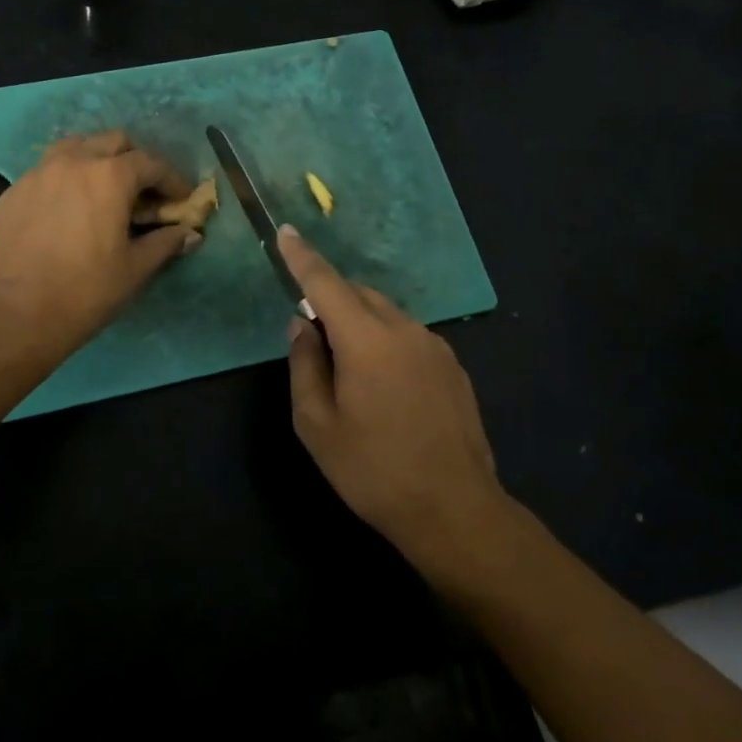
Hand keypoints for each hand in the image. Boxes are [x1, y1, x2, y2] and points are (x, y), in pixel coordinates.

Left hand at [0, 132, 200, 352]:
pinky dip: (64, 180)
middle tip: (143, 192)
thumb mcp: (135, 268)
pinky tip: (66, 210)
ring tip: (102, 190)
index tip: (181, 198)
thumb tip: (190, 234)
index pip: (150, 163)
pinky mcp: (12, 192)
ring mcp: (37, 174)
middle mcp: (72, 162)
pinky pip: (45, 172)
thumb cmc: (86, 291)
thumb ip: (165, 243)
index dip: (171, 179)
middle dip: (134, 161)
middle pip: (113, 142)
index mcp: (109, 177)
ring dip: (96, 160)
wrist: (18, 315)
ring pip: (74, 147)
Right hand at [280, 226, 509, 571]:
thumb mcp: (317, 425)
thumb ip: (304, 364)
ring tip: (348, 367)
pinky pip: (408, 335)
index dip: (302, 257)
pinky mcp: (452, 366)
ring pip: (386, 313)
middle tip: (313, 336)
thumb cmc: (373, 470)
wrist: (455, 510)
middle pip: (358, 294)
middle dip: (331, 298)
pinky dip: (386, 340)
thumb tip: (302, 324)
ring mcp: (434, 346)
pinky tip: (385, 385)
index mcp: (366, 340)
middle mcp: (403, 330)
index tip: (286, 231)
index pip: (326, 284)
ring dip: (360, 321)